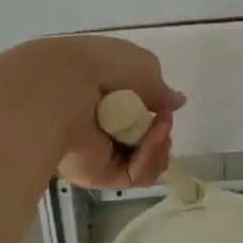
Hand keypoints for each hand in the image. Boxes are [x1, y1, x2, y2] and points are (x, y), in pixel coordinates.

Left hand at [18, 36, 185, 188]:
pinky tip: (150, 142)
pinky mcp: (97, 174)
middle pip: (144, 140)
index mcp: (106, 94)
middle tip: (163, 122)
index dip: (157, 112)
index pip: (138, 112)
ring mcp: (99, 151)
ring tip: (158, 131)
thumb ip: (161, 90)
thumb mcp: (143, 66)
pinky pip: (134, 175)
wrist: (66, 87)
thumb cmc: (104, 66)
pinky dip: (147, 160)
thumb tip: (176, 102)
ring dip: (158, 146)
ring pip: (143, 161)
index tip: (165, 107)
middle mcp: (101, 124)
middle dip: (161, 133)